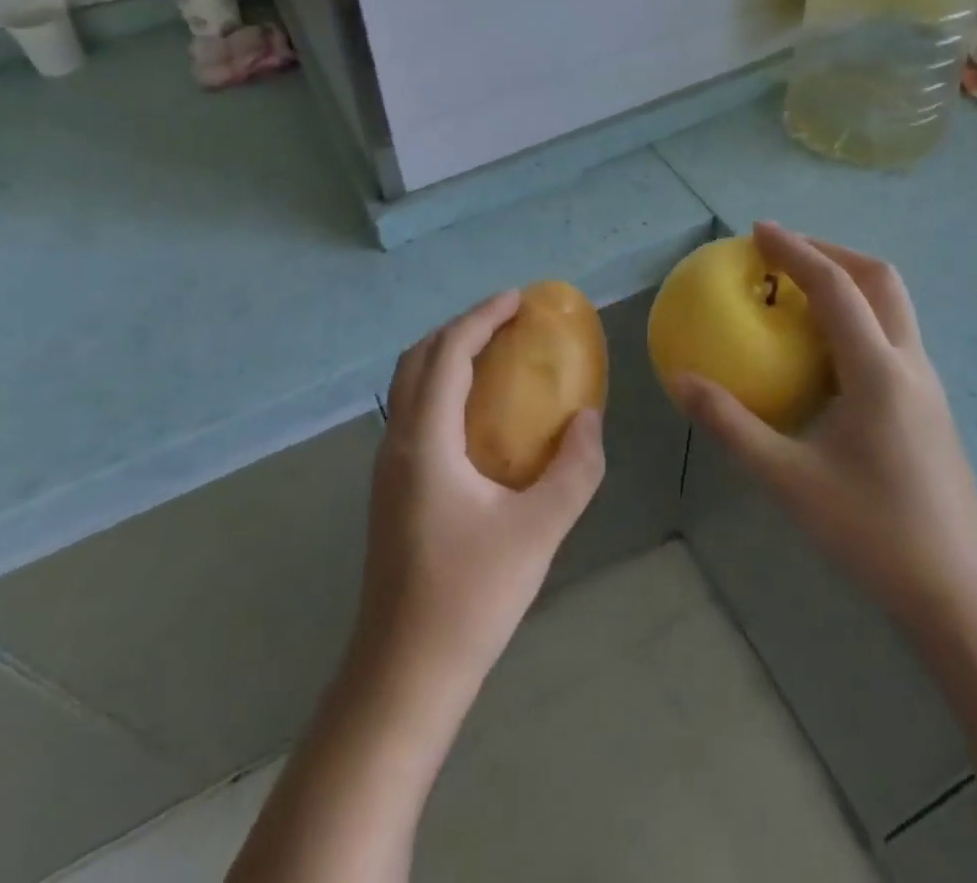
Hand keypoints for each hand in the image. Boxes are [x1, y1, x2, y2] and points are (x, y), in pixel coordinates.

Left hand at [354, 291, 606, 700]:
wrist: (404, 676)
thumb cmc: (469, 599)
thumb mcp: (538, 532)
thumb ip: (574, 470)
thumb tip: (588, 420)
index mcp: (424, 441)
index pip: (448, 354)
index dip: (481, 317)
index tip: (518, 299)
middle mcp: (397, 443)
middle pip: (418, 359)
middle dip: (461, 328)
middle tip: (506, 321)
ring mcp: (388, 468)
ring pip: (410, 386)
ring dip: (447, 357)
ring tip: (495, 356)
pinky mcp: (391, 491)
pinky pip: (414, 413)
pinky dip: (442, 388)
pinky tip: (478, 416)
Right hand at [670, 222, 976, 631]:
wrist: (963, 596)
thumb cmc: (874, 535)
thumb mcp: (789, 481)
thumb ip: (730, 425)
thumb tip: (678, 380)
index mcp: (877, 371)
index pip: (835, 287)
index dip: (796, 250)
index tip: (758, 231)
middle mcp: (909, 363)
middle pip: (879, 279)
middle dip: (830, 251)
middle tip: (783, 252)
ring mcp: (926, 384)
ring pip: (893, 305)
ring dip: (848, 280)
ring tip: (799, 289)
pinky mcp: (929, 405)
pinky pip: (892, 334)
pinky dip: (857, 315)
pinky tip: (825, 350)